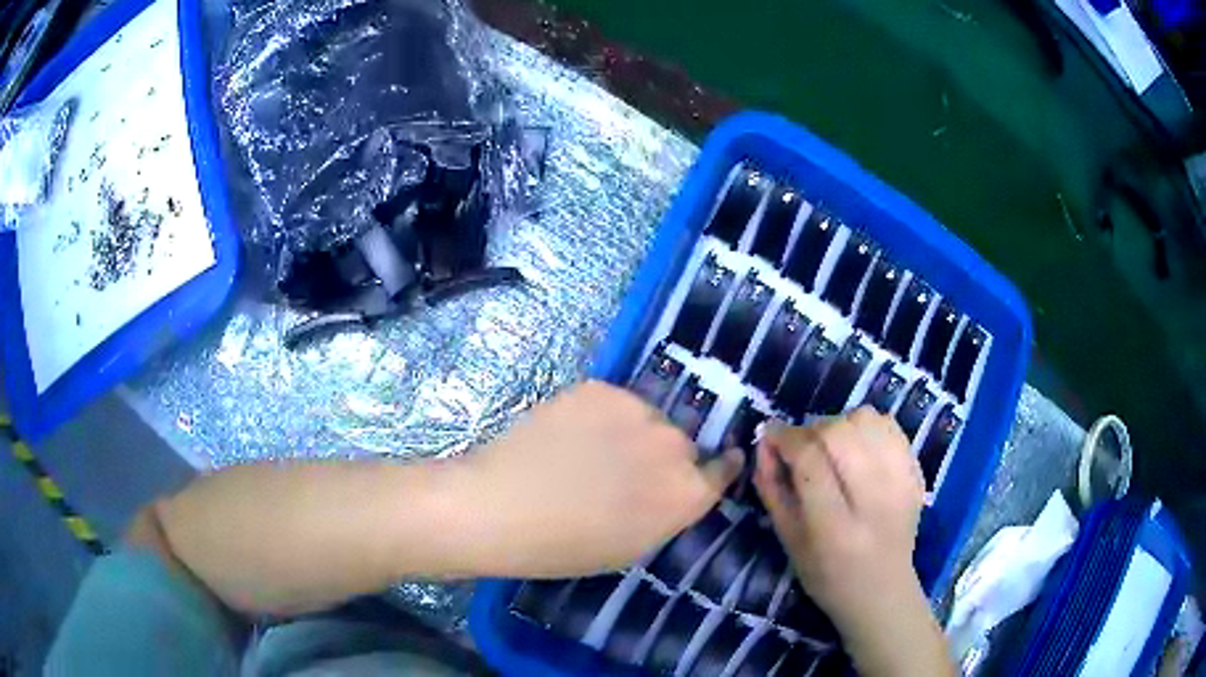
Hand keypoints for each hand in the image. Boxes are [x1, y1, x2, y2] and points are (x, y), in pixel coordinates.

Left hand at [464, 381, 743, 576]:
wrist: (500, 507)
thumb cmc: (566, 546)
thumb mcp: (632, 546)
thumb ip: (668, 512)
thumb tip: (675, 488)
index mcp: (686, 493)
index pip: (723, 469)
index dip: (716, 467)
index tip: (711, 465)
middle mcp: (673, 445)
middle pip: (681, 444)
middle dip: (662, 456)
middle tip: (622, 473)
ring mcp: (637, 410)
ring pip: (646, 418)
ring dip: (631, 432)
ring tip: (588, 453)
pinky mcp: (600, 388)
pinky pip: (613, 402)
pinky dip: (599, 416)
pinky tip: (568, 435)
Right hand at [754, 407, 951, 676]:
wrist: (882, 590)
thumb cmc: (826, 575)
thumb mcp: (788, 540)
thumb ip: (773, 489)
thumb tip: (764, 442)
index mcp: (835, 526)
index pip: (810, 460)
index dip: (785, 438)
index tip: (770, 436)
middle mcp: (873, 499)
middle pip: (839, 433)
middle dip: (810, 430)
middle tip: (801, 447)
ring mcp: (901, 482)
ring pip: (865, 420)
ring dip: (839, 424)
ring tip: (832, 446)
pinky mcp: (916, 472)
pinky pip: (889, 425)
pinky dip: (866, 426)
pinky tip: (858, 447)